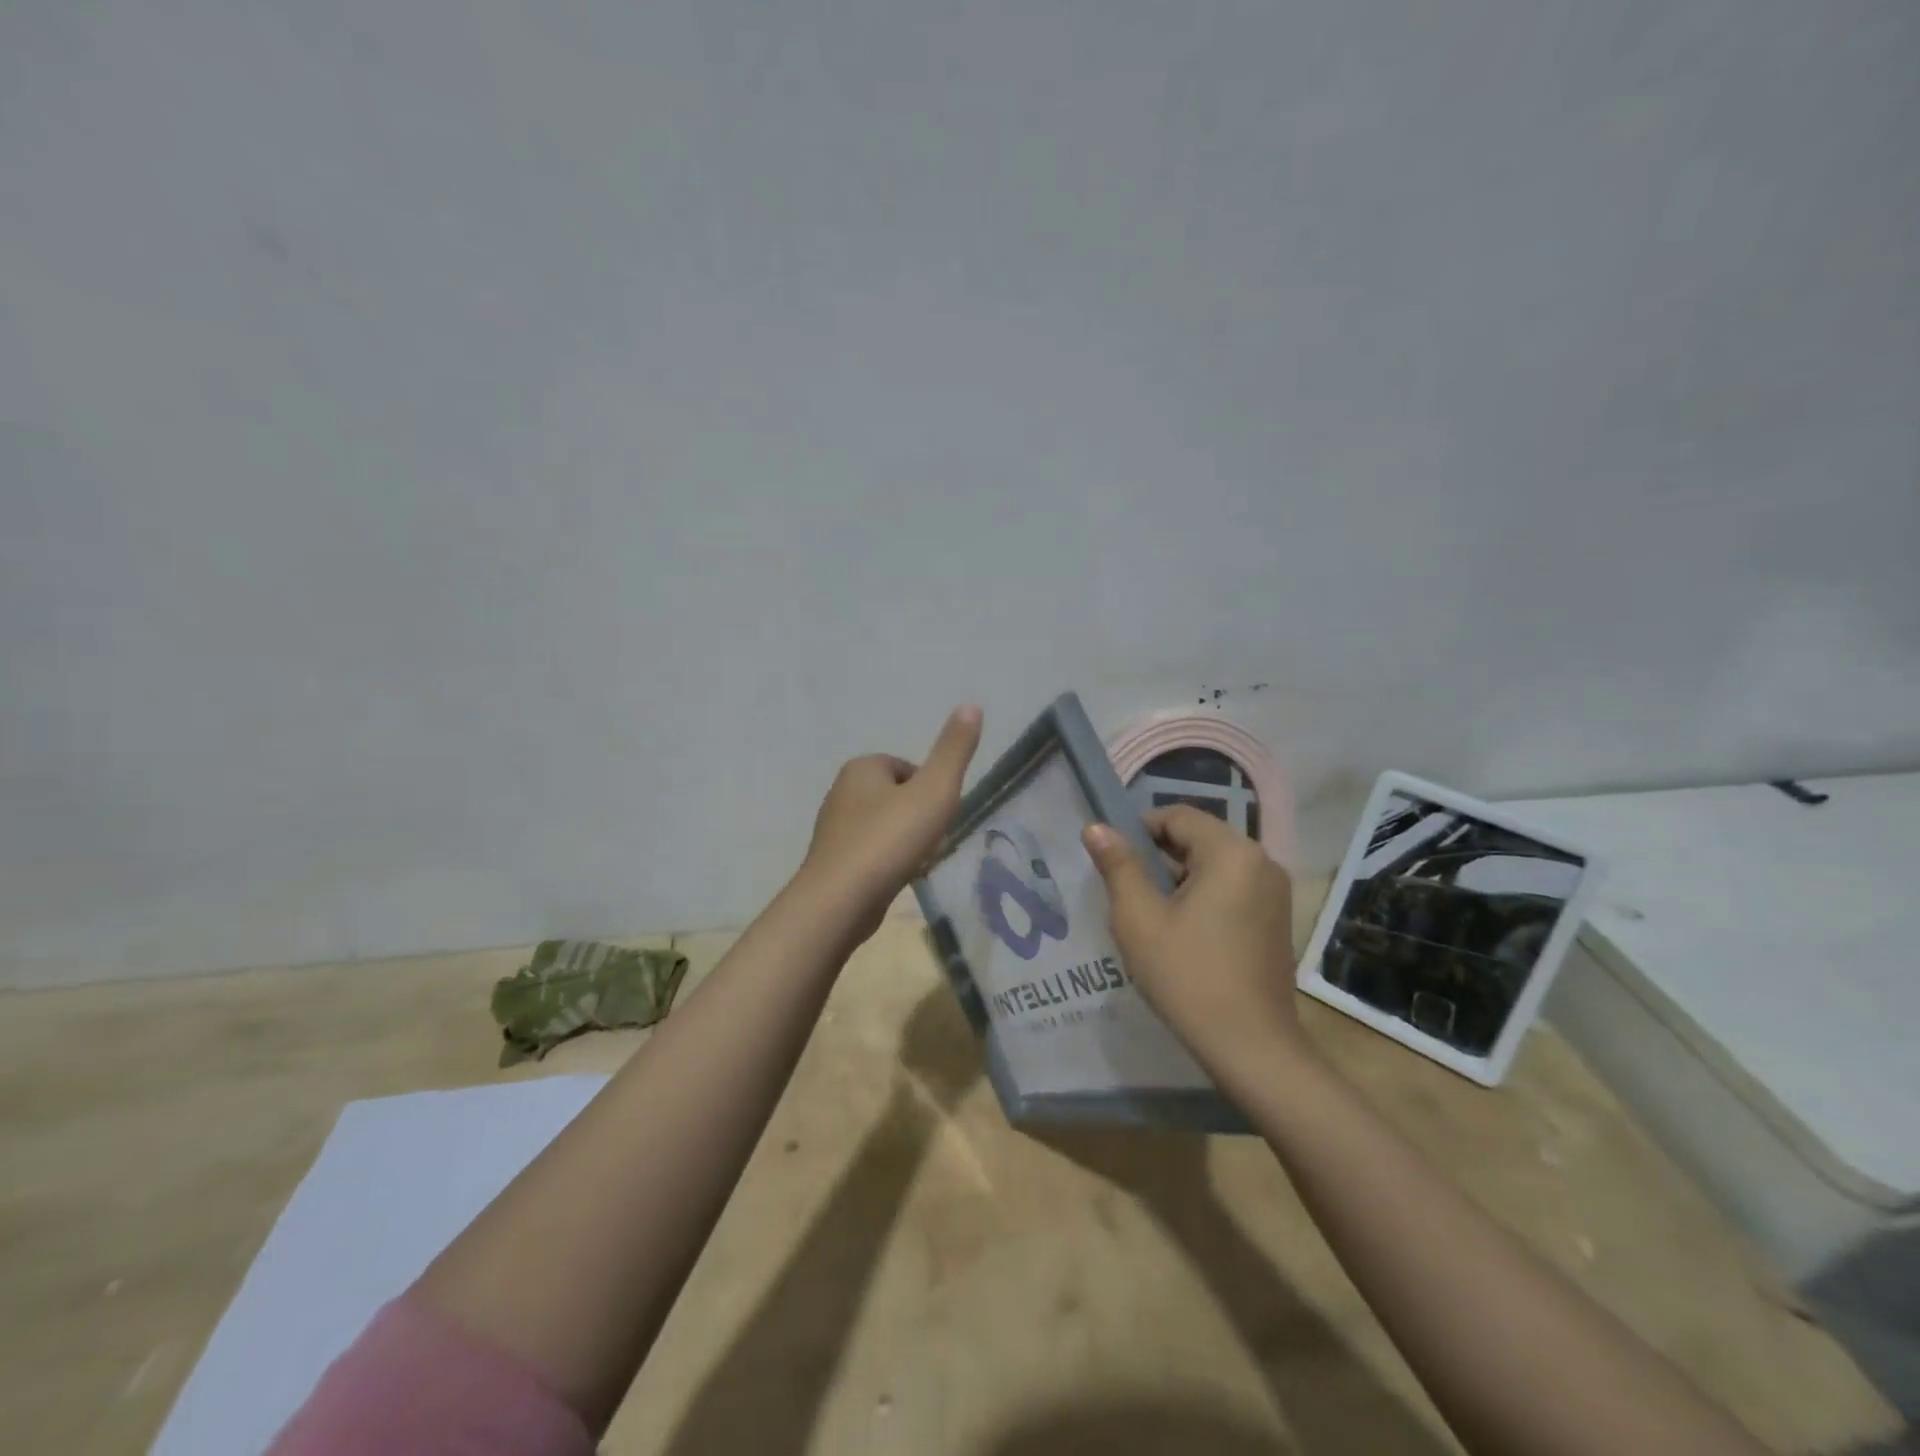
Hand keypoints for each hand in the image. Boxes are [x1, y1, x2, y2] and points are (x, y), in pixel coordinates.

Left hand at [797, 705, 982, 940]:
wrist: (840, 900)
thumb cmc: (890, 839)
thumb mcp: (935, 790)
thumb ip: (954, 750)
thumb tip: (972, 705)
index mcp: (861, 768)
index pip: (907, 768)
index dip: (930, 790)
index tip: (939, 816)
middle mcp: (841, 792)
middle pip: (895, 797)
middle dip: (916, 816)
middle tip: (931, 840)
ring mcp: (832, 829)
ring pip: (882, 826)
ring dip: (902, 841)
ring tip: (915, 862)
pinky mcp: (831, 862)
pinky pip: (869, 853)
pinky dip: (886, 862)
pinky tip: (896, 879)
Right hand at [1081, 805, 1303, 1071]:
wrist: (1252, 1048)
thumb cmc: (1188, 976)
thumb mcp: (1139, 918)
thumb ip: (1118, 866)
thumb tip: (1096, 827)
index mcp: (1231, 852)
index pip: (1178, 816)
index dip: (1139, 830)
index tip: (1113, 862)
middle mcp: (1261, 861)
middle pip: (1198, 839)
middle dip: (1158, 858)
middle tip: (1127, 893)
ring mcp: (1274, 892)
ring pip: (1213, 865)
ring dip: (1179, 879)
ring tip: (1149, 916)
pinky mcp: (1276, 919)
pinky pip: (1231, 888)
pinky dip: (1202, 897)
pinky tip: (1182, 933)